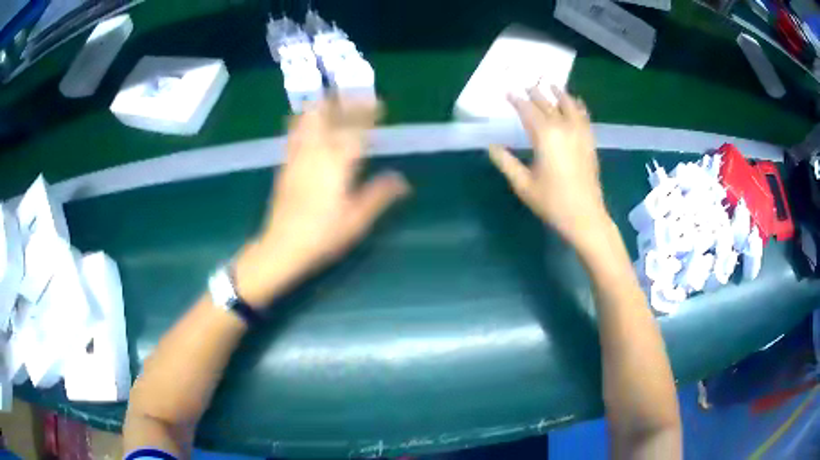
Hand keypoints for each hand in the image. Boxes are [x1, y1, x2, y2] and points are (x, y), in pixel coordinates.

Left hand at [235, 97, 409, 305]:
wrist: (282, 246)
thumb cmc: (323, 235)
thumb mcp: (357, 220)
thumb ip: (380, 195)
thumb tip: (402, 180)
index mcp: (338, 165)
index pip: (355, 130)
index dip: (367, 113)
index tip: (378, 102)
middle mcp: (317, 154)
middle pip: (329, 117)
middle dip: (343, 102)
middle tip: (355, 94)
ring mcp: (298, 157)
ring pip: (308, 121)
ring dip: (322, 106)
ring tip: (332, 98)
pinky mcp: (286, 164)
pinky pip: (294, 133)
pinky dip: (303, 120)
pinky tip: (307, 118)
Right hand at [489, 86, 610, 249]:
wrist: (585, 217)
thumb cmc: (552, 202)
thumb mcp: (523, 185)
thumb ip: (506, 163)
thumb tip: (492, 146)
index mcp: (545, 136)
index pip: (528, 111)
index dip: (517, 100)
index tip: (508, 91)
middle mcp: (564, 129)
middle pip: (548, 105)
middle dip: (536, 93)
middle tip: (527, 84)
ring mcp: (580, 134)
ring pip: (569, 106)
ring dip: (560, 94)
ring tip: (553, 85)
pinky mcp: (589, 143)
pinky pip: (584, 117)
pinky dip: (578, 107)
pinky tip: (576, 102)